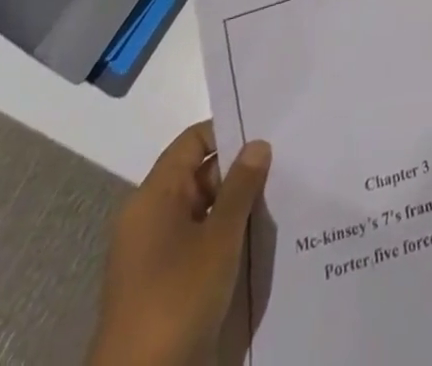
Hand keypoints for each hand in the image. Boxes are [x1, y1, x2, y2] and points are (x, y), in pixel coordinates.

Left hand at [89, 123, 272, 365]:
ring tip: (278, 199)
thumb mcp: (218, 239)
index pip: (193, 141)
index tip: (267, 134)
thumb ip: (241, 187)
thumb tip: (258, 143)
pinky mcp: (160, 283)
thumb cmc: (176, 298)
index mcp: (153, 196)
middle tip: (283, 167)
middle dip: (238, 171)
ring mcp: (152, 252)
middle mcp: (148, 216)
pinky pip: (196, 240)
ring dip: (234, 207)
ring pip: (201, 209)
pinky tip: (256, 240)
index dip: (228, 132)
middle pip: (198, 174)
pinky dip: (223, 236)